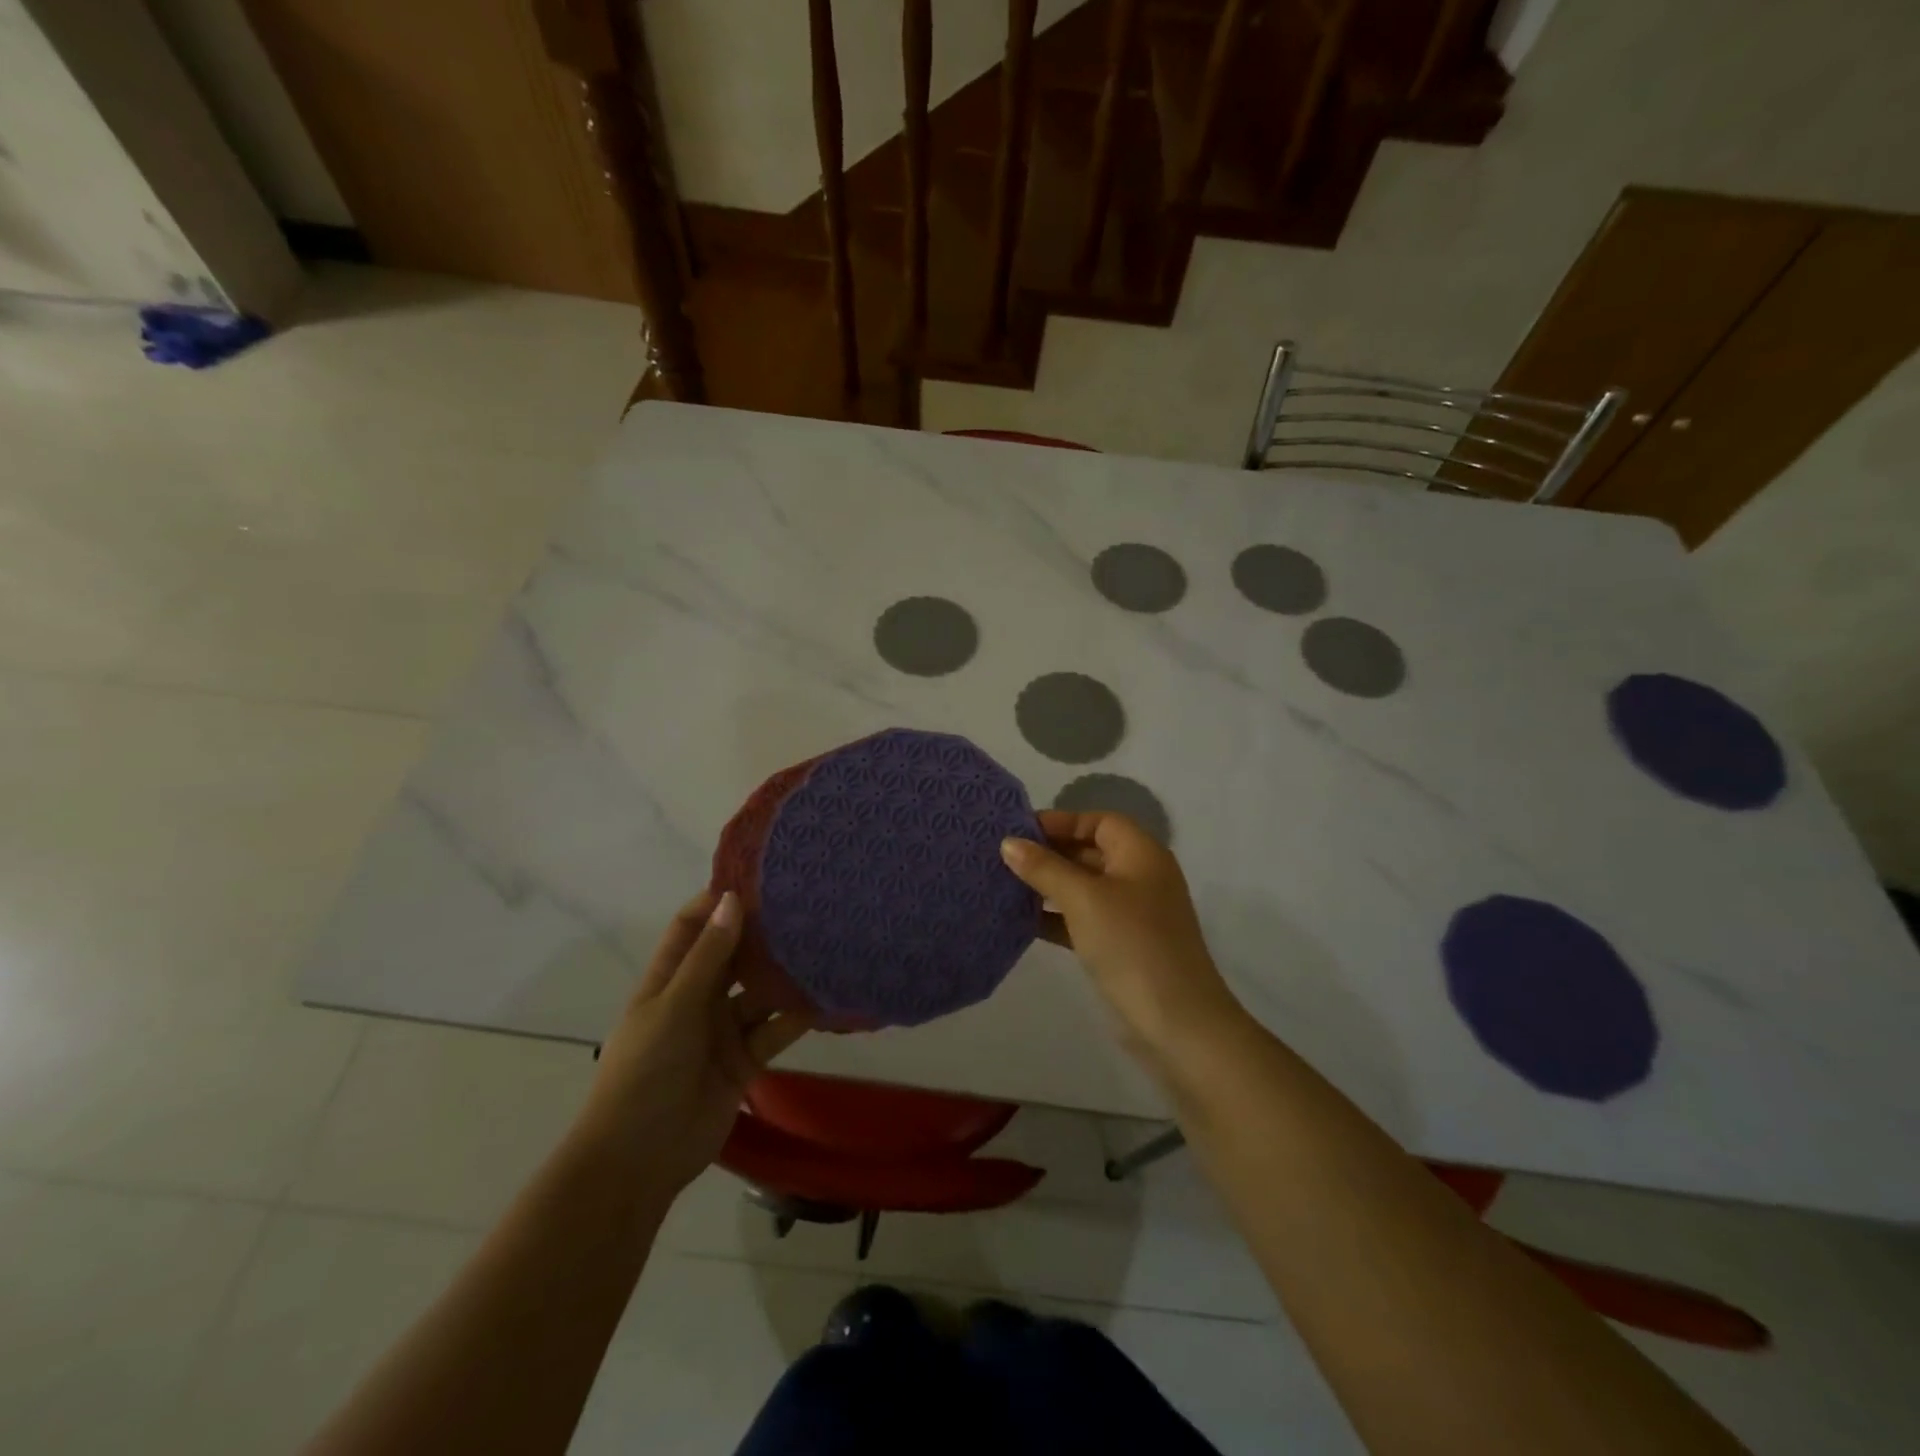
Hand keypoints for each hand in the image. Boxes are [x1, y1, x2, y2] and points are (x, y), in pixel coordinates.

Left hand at [575, 891, 815, 1198]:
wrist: (637, 1162)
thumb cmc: (644, 1073)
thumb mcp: (674, 1008)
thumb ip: (708, 957)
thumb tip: (732, 899)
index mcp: (669, 979)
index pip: (693, 926)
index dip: (719, 902)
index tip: (760, 879)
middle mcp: (698, 998)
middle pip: (733, 955)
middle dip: (763, 934)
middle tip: (806, 906)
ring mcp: (722, 1030)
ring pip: (760, 992)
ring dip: (786, 975)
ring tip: (825, 944)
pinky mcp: (745, 1061)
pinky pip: (776, 1030)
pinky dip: (799, 1016)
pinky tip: (828, 995)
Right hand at [1001, 811, 1244, 1068]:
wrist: (1177, 1024)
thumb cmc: (1131, 945)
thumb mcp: (1084, 899)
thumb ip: (1045, 868)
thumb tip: (1009, 843)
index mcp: (1141, 854)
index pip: (1098, 821)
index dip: (1060, 821)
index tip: (1018, 831)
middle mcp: (1140, 877)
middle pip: (1090, 851)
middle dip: (1049, 853)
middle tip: (1003, 858)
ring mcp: (1132, 914)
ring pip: (1083, 887)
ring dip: (1048, 886)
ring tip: (1004, 885)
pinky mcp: (1121, 946)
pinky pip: (1083, 919)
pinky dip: (1056, 917)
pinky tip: (1021, 921)